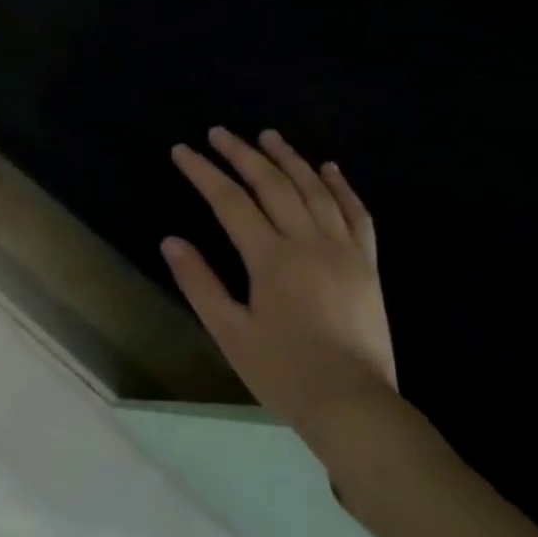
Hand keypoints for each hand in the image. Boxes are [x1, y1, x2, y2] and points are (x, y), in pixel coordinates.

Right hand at [162, 128, 401, 461]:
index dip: (204, 173)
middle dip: (242, 154)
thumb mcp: (228, 330)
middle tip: (219, 133)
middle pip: (273, 185)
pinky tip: (328, 168)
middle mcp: (309, 243)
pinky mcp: (367, 265)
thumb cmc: (281, 370)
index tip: (182, 151)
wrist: (353, 403)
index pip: (230, 202)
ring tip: (267, 137)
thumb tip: (170, 240)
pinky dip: (341, 186)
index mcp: (271, 259)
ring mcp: (344, 251)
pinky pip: (357, 214)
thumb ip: (199, 282)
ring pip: (315, 191)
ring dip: (289, 159)